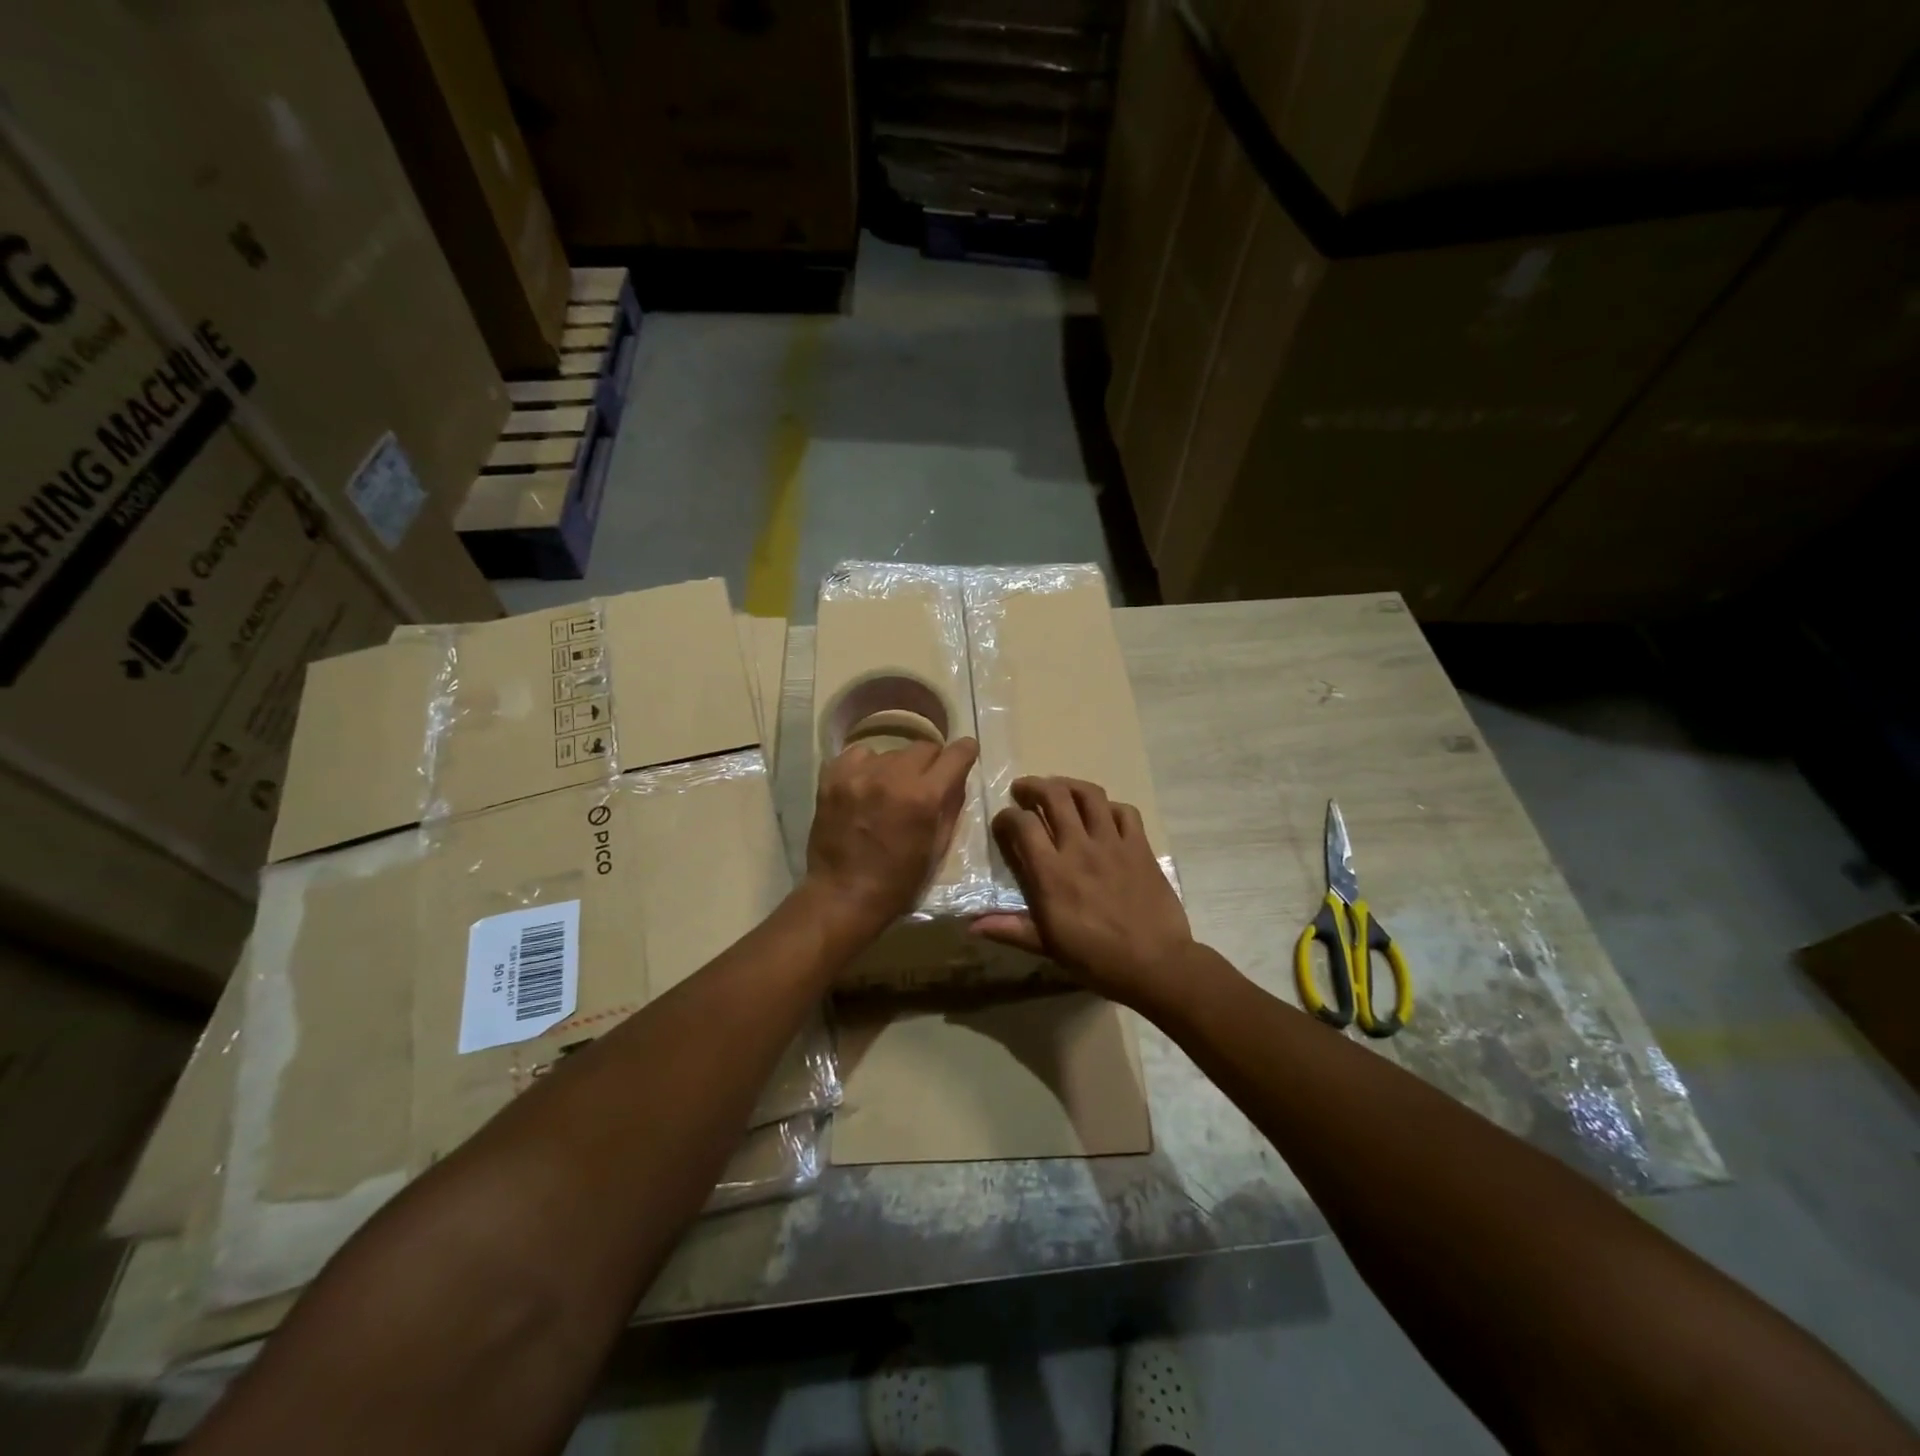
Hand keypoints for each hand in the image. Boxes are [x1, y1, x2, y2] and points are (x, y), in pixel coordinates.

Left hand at [805, 736, 979, 942]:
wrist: (842, 895)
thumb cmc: (898, 881)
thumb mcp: (938, 847)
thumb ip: (952, 806)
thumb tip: (957, 777)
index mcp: (924, 797)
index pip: (955, 754)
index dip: (965, 752)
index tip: (965, 754)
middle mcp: (893, 777)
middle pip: (924, 746)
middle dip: (931, 762)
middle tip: (924, 783)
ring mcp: (859, 774)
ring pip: (892, 751)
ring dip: (898, 767)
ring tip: (890, 790)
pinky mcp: (833, 777)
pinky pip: (859, 754)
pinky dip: (868, 765)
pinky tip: (866, 785)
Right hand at [973, 776, 1195, 1010]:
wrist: (1156, 964)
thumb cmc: (1096, 959)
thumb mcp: (1048, 946)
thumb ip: (1010, 928)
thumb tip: (972, 925)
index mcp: (1052, 872)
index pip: (1022, 825)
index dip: (1007, 816)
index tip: (1003, 822)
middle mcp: (1080, 847)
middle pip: (1054, 796)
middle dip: (1033, 786)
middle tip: (1024, 790)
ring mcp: (1113, 843)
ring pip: (1089, 795)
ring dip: (1069, 785)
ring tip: (1059, 788)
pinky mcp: (1140, 846)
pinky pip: (1125, 811)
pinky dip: (1110, 806)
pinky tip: (1103, 814)